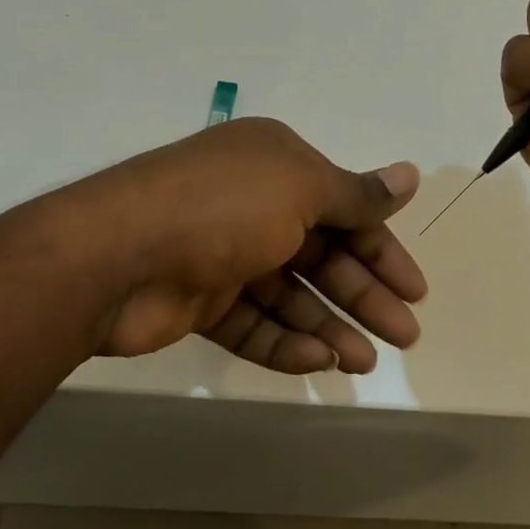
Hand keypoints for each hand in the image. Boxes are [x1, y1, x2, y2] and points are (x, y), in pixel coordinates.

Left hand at [71, 118, 427, 372]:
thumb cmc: (223, 207)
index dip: (382, 249)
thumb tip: (411, 175)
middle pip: (323, 254)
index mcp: (277, 166)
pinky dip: (285, 341)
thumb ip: (357, 194)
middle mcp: (253, 204)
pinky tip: (317, 362)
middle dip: (363, 294)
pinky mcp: (199, 300)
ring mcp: (224, 254)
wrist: (114, 256)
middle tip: (404, 336)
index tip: (415, 290)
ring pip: (290, 294)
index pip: (345, 209)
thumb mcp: (301, 188)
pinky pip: (253, 322)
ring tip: (363, 363)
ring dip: (329, 325)